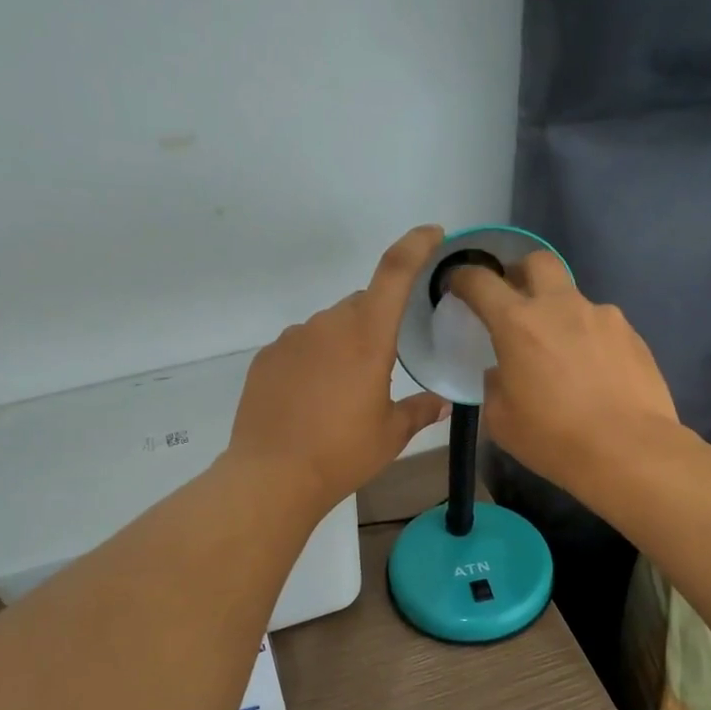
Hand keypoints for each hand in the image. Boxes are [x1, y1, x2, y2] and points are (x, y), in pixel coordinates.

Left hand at [229, 226, 450, 510]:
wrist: (272, 476)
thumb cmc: (342, 454)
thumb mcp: (390, 435)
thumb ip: (420, 410)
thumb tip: (444, 403)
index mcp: (367, 336)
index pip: (394, 272)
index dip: (416, 245)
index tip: (432, 234)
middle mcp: (328, 325)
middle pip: (362, 304)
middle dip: (377, 323)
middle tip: (383, 366)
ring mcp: (292, 339)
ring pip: (329, 326)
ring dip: (344, 344)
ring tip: (343, 392)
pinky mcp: (266, 357)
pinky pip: (301, 346)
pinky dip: (314, 360)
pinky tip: (312, 398)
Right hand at [450, 253, 678, 494]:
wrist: (629, 451)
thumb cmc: (554, 438)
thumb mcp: (501, 420)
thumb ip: (495, 385)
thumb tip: (503, 371)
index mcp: (518, 324)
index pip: (481, 282)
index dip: (464, 277)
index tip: (457, 284)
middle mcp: (561, 307)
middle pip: (538, 262)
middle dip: (520, 272)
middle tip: (514, 300)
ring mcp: (602, 317)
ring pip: (573, 298)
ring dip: (559, 314)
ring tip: (560, 353)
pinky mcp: (632, 335)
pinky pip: (600, 326)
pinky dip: (588, 339)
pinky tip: (592, 372)